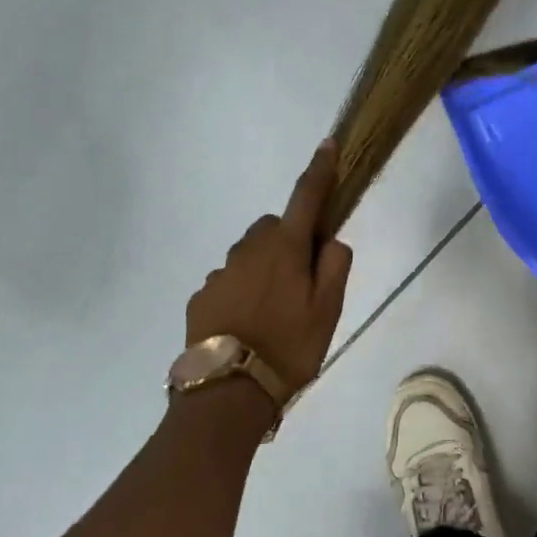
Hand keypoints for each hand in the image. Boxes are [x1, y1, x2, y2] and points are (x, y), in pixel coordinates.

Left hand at [186, 141, 354, 395]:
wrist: (228, 392)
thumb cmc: (290, 348)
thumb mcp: (329, 310)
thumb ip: (335, 266)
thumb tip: (330, 238)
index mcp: (284, 248)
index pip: (305, 197)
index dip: (320, 170)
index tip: (327, 145)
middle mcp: (248, 250)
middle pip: (272, 228)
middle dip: (287, 241)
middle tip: (302, 282)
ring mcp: (220, 273)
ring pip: (249, 256)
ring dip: (264, 269)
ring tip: (274, 314)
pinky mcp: (201, 296)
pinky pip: (229, 281)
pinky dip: (242, 291)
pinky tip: (248, 326)